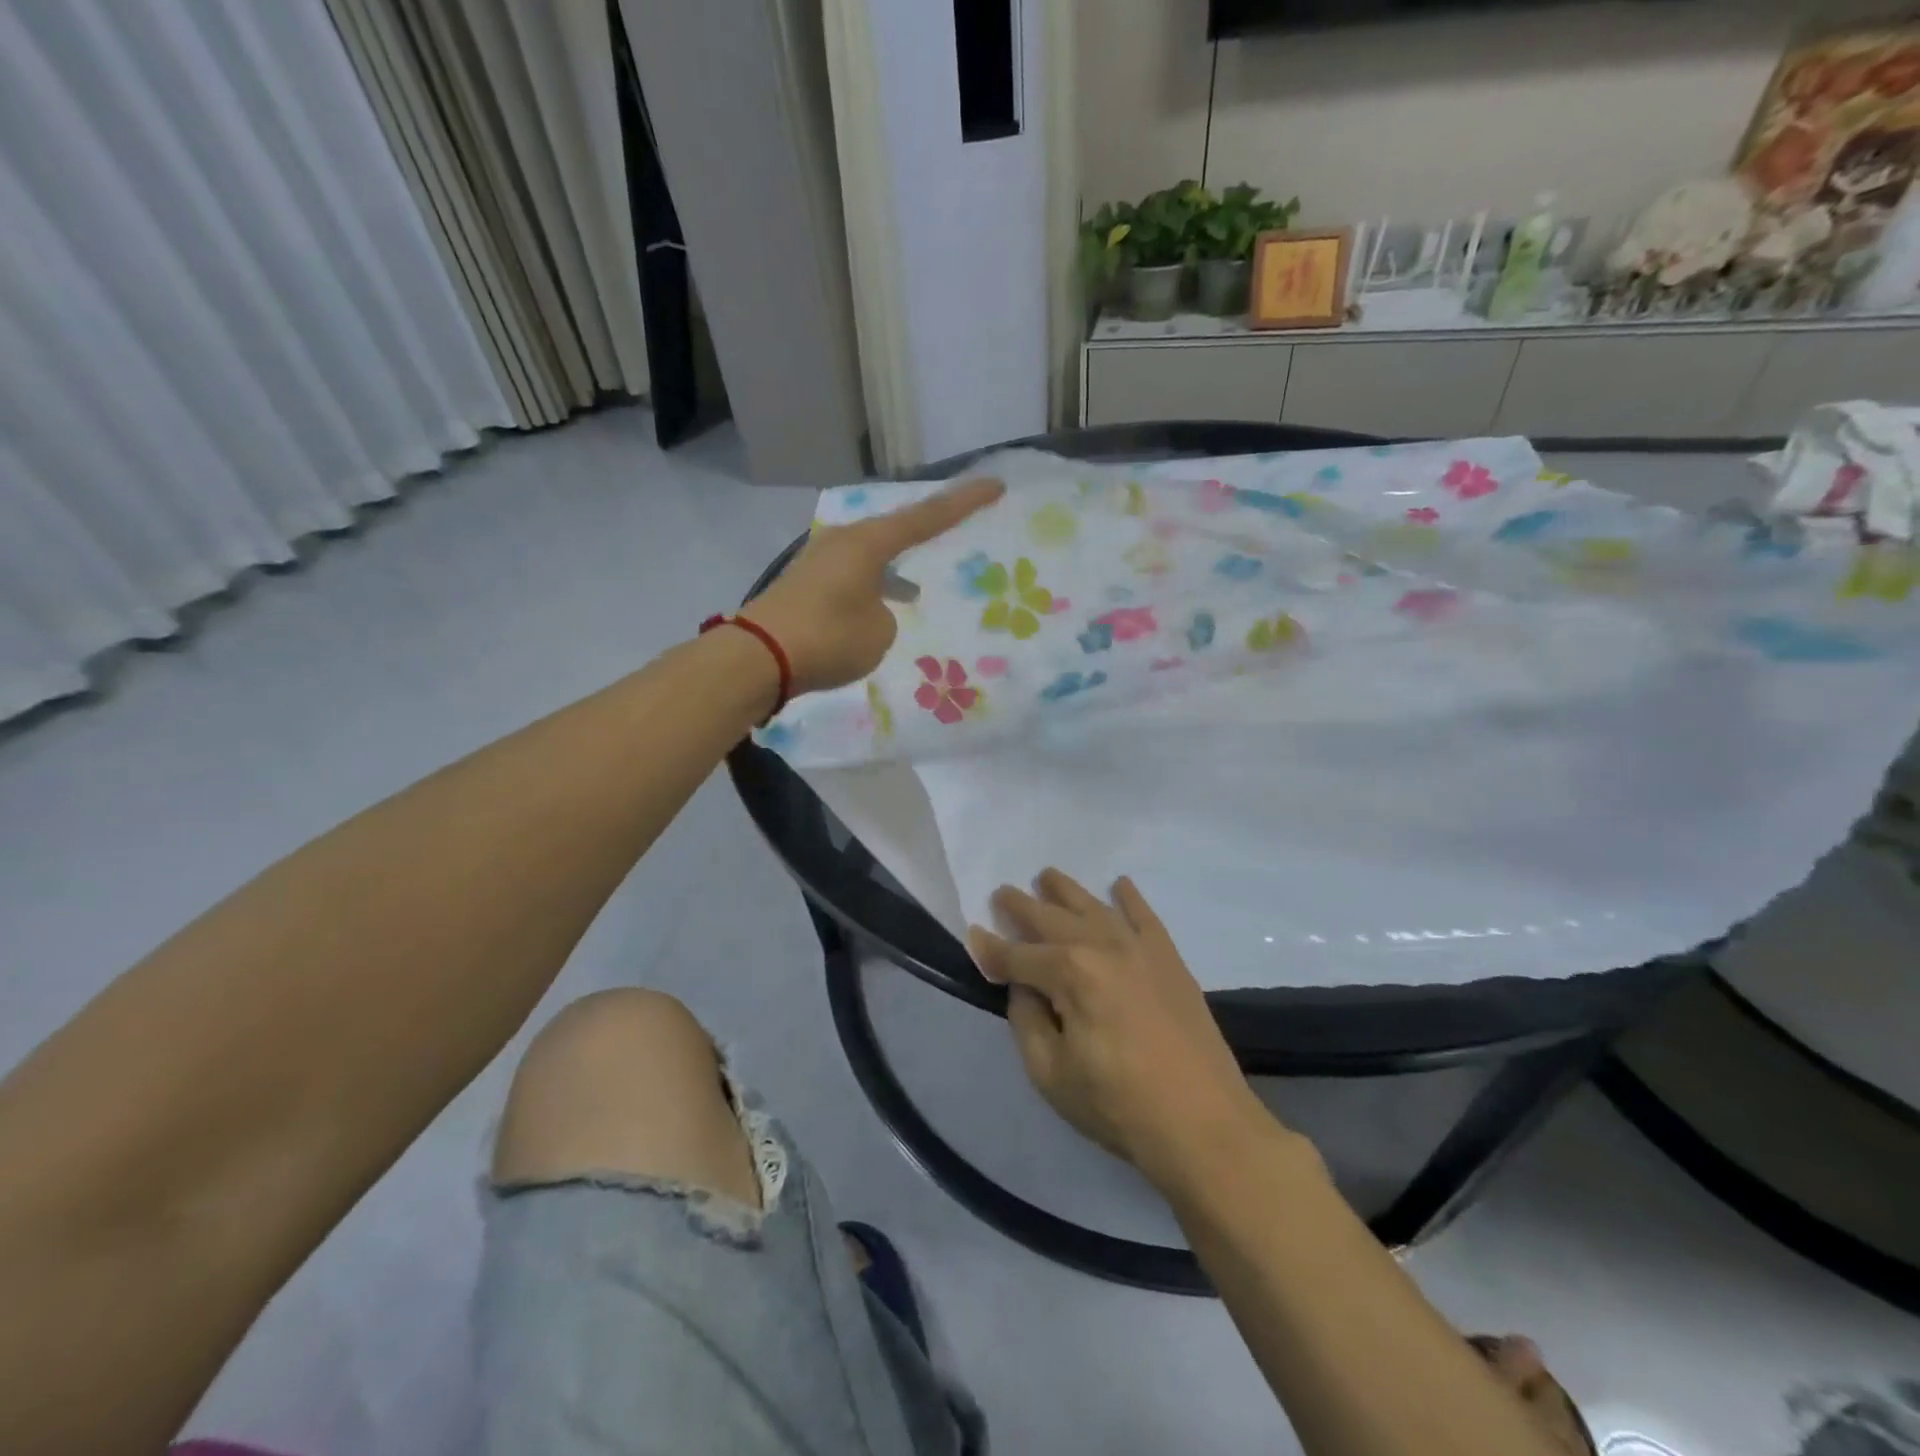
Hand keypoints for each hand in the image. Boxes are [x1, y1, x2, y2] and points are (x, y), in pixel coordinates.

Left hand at [744, 477, 1004, 694]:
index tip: (994, 485)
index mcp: (867, 543)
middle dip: (924, 534)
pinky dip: (870, 587)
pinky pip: (851, 577)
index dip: (963, 503)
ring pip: (870, 557)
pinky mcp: (805, 583)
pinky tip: (876, 610)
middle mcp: (843, 541)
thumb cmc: (828, 638)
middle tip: (953, 528)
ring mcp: (819, 560)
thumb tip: (871, 611)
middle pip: (894, 531)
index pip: (927, 517)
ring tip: (913, 591)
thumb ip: (886, 616)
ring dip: (893, 570)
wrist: (759, 656)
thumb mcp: (879, 632)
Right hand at [969, 869, 1274, 1191]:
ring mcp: (1140, 948)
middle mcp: (1102, 946)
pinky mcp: (1170, 959)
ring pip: (1094, 907)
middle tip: (1002, 893)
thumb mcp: (1050, 1074)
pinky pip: (1145, 916)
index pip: (1018, 956)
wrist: (1205, 1124)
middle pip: (1052, 919)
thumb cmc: (1118, 1106)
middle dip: (1022, 906)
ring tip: (1047, 876)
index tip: (973, 938)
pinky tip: (1120, 884)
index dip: (991, 950)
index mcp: (1069, 973)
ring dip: (1067, 890)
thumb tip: (1023, 987)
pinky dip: (1130, 897)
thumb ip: (1027, 1021)